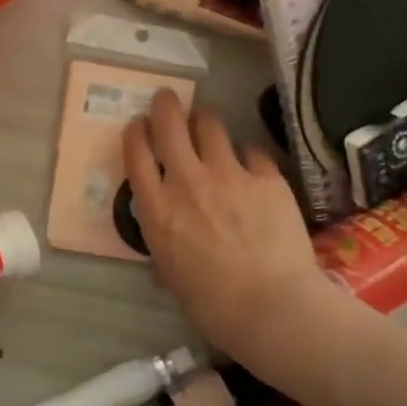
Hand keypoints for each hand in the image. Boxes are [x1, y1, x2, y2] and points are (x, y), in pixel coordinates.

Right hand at [122, 90, 325, 364]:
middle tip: (167, 98)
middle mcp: (187, 181)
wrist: (271, 307)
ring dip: (204, 118)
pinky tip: (251, 161)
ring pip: (211, 126)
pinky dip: (248, 154)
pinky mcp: (266, 177)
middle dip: (165, 105)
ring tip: (206, 119)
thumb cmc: (212, 305)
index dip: (135, 132)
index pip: (136, 153)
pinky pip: (253, 152)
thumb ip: (165, 239)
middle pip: (169, 125)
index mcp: (158, 208)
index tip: (138, 124)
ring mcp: (229, 174)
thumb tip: (167, 230)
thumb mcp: (170, 272)